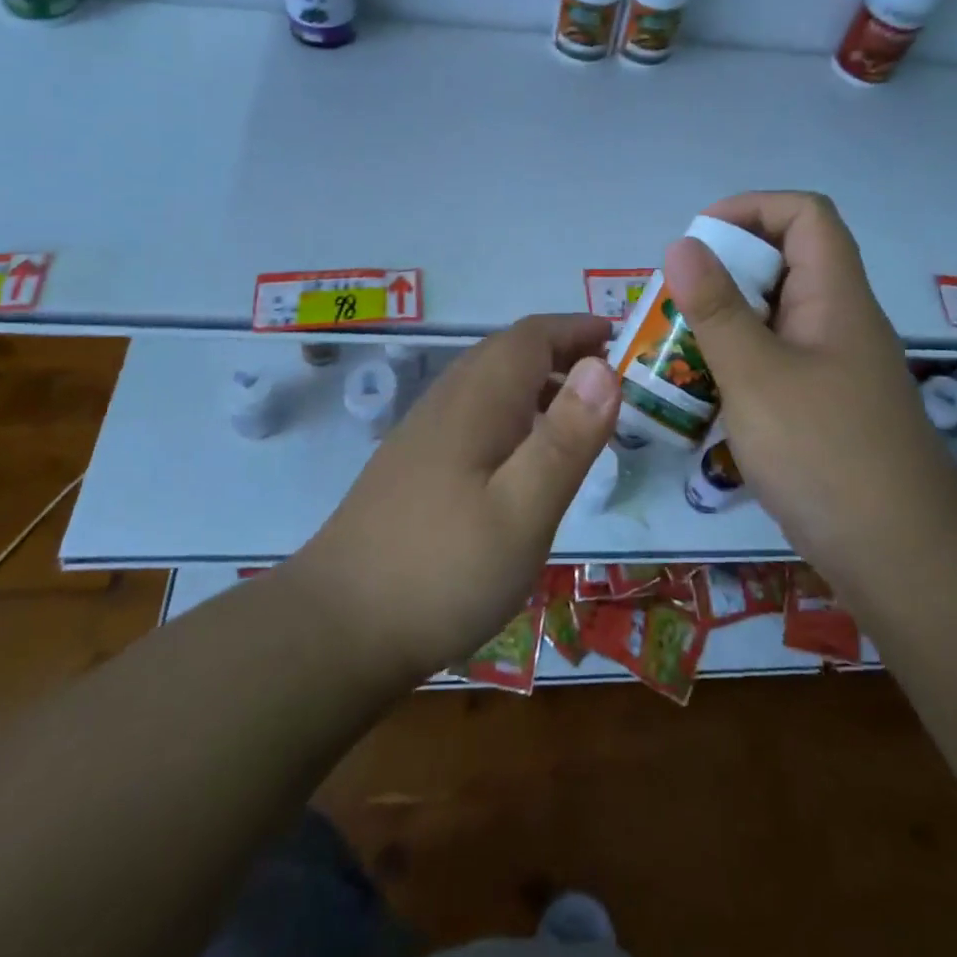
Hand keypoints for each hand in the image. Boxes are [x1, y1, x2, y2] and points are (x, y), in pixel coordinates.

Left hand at [294, 315, 619, 682]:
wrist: (336, 628)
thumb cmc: (442, 569)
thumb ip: (565, 439)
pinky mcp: (413, 466)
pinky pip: (473, 415)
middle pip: (508, 353)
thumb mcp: (522, 511)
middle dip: (561, 352)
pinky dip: (512, 414)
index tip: (620, 337)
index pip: (531, 337)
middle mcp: (447, 403)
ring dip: (537, 383)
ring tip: (578, 416)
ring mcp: (424, 434)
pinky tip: (522, 460)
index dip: (577, 329)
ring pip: (488, 384)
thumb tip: (604, 367)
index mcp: (477, 400)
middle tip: (610, 378)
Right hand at [663, 192, 956, 586]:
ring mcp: (835, 366)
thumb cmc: (824, 453)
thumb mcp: (756, 375)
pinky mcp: (826, 405)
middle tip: (674, 302)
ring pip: (776, 316)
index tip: (697, 241)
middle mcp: (839, 320)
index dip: (750, 208)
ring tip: (676, 346)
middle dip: (725, 270)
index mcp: (834, 296)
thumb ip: (716, 309)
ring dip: (726, 320)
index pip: (804, 214)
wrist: (900, 555)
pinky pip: (777, 360)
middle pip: (786, 262)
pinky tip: (706, 393)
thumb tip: (682, 244)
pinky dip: (739, 362)